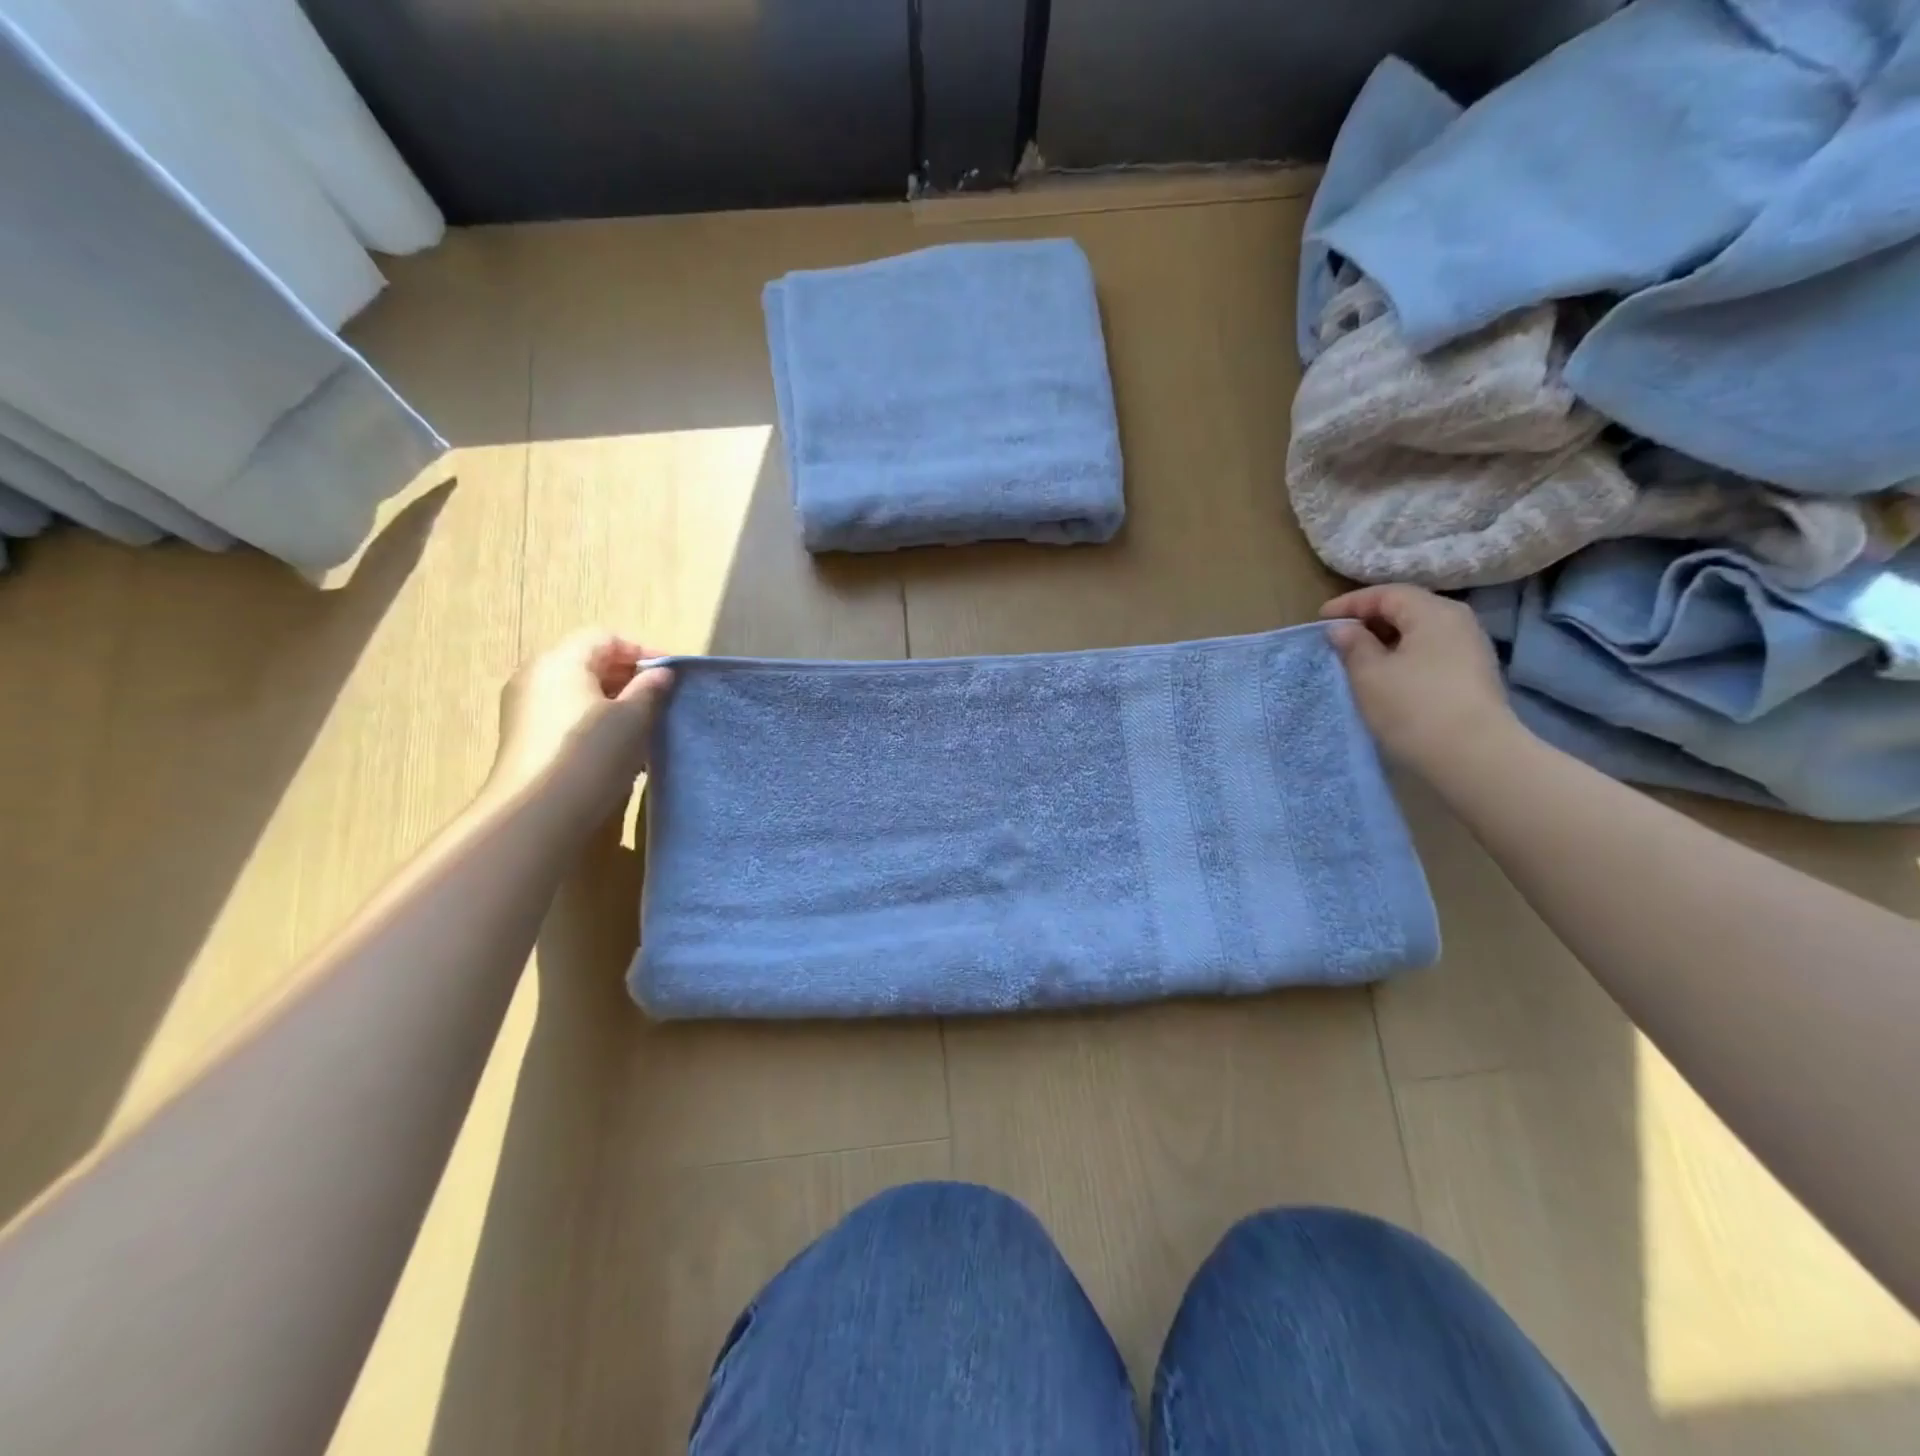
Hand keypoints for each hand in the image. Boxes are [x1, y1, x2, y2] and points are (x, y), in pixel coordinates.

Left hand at [485, 630, 674, 818]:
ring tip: (644, 726)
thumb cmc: (589, 753)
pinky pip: (567, 715)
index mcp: (561, 661)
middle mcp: (536, 676)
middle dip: (628, 677)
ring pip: (579, 692)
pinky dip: (595, 721)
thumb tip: (661, 673)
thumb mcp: (632, 718)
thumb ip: (650, 689)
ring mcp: (525, 709)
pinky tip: (617, 748)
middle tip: (662, 700)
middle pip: (589, 662)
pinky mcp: (525, 738)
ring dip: (614, 702)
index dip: (643, 650)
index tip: (672, 675)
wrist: (536, 814)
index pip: (606, 637)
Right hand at [1319, 585, 1520, 780]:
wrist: (1473, 755)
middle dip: (1370, 619)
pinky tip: (1388, 676)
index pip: (1387, 594)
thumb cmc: (1413, 706)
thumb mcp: (1369, 674)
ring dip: (1387, 640)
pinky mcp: (1473, 675)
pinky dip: (1405, 655)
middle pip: (1408, 608)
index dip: (1350, 603)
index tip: (1321, 619)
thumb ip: (1353, 645)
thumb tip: (1342, 629)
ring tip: (1359, 658)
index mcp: (1433, 612)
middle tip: (1339, 637)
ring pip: (1420, 632)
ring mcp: (1470, 648)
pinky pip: (1431, 652)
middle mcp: (1458, 621)